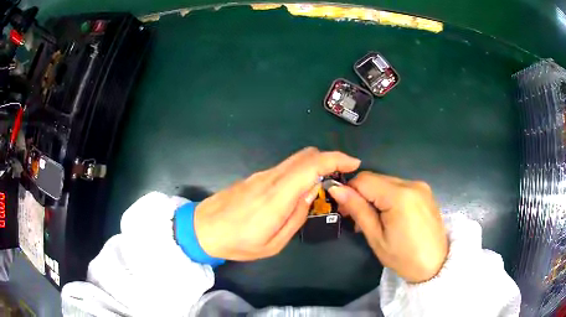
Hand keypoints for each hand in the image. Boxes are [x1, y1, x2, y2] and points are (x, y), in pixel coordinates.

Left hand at [194, 147, 360, 260]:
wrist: (202, 228)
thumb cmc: (237, 242)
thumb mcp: (272, 243)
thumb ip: (296, 217)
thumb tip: (311, 193)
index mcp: (276, 196)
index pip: (311, 165)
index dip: (335, 158)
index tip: (353, 163)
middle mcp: (270, 178)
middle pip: (305, 155)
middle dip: (329, 159)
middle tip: (341, 176)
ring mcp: (260, 175)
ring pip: (295, 160)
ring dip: (315, 166)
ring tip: (323, 186)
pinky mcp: (255, 177)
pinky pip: (284, 168)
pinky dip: (300, 171)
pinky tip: (299, 190)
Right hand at [328, 172, 447, 282]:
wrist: (435, 265)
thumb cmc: (403, 257)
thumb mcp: (376, 237)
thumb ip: (358, 210)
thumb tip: (336, 190)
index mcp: (400, 196)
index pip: (364, 179)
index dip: (349, 191)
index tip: (344, 210)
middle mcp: (412, 183)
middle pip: (376, 179)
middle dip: (361, 194)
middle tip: (355, 218)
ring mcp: (420, 186)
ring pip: (387, 182)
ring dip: (375, 196)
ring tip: (373, 219)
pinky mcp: (425, 191)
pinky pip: (399, 187)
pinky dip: (388, 197)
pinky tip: (389, 215)